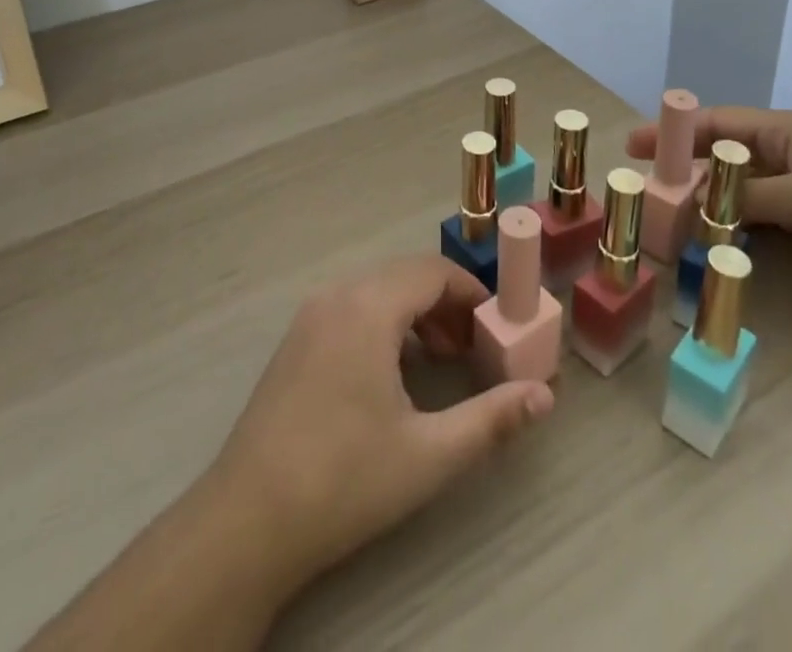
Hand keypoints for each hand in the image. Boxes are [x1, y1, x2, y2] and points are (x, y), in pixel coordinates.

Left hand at [207, 255, 553, 592]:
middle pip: (405, 275)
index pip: (432, 272)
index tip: (498, 325)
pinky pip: (351, 308)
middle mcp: (337, 295)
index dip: (471, 292)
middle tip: (475, 347)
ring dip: (415, 312)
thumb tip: (543, 396)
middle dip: (446, 303)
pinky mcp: (296, 339)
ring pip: (377, 290)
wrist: (249, 519)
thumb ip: (491, 420)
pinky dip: (384, 322)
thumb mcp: (429, 454)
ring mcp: (310, 315)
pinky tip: (395, 370)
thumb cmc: (345, 479)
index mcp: (368, 307)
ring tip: (442, 358)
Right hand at [626, 106, 791, 307]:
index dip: (674, 131)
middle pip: (724, 152)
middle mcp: (790, 152)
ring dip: (709, 196)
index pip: (718, 123)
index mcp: (787, 132)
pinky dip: (737, 219)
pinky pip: (762, 211)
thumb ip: (746, 200)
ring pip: (741, 185)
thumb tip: (693, 209)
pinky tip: (717, 235)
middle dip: (686, 164)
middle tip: (648, 184)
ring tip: (673, 213)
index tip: (635, 145)